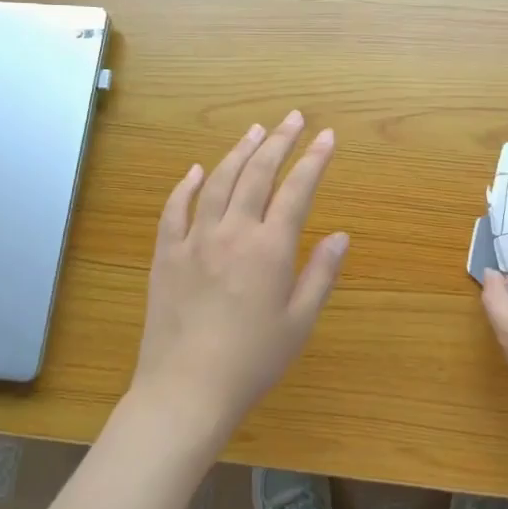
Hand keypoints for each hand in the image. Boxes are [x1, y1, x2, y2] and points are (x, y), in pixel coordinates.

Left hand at [130, 111, 347, 448]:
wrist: (186, 390)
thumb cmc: (252, 361)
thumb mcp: (299, 322)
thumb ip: (321, 274)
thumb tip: (341, 235)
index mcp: (269, 249)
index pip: (297, 190)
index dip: (314, 159)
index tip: (327, 136)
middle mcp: (232, 232)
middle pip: (257, 174)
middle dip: (279, 141)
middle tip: (292, 118)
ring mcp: (194, 239)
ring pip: (217, 182)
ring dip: (238, 152)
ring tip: (254, 131)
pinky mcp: (166, 254)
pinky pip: (174, 209)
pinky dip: (186, 185)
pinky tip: (195, 170)